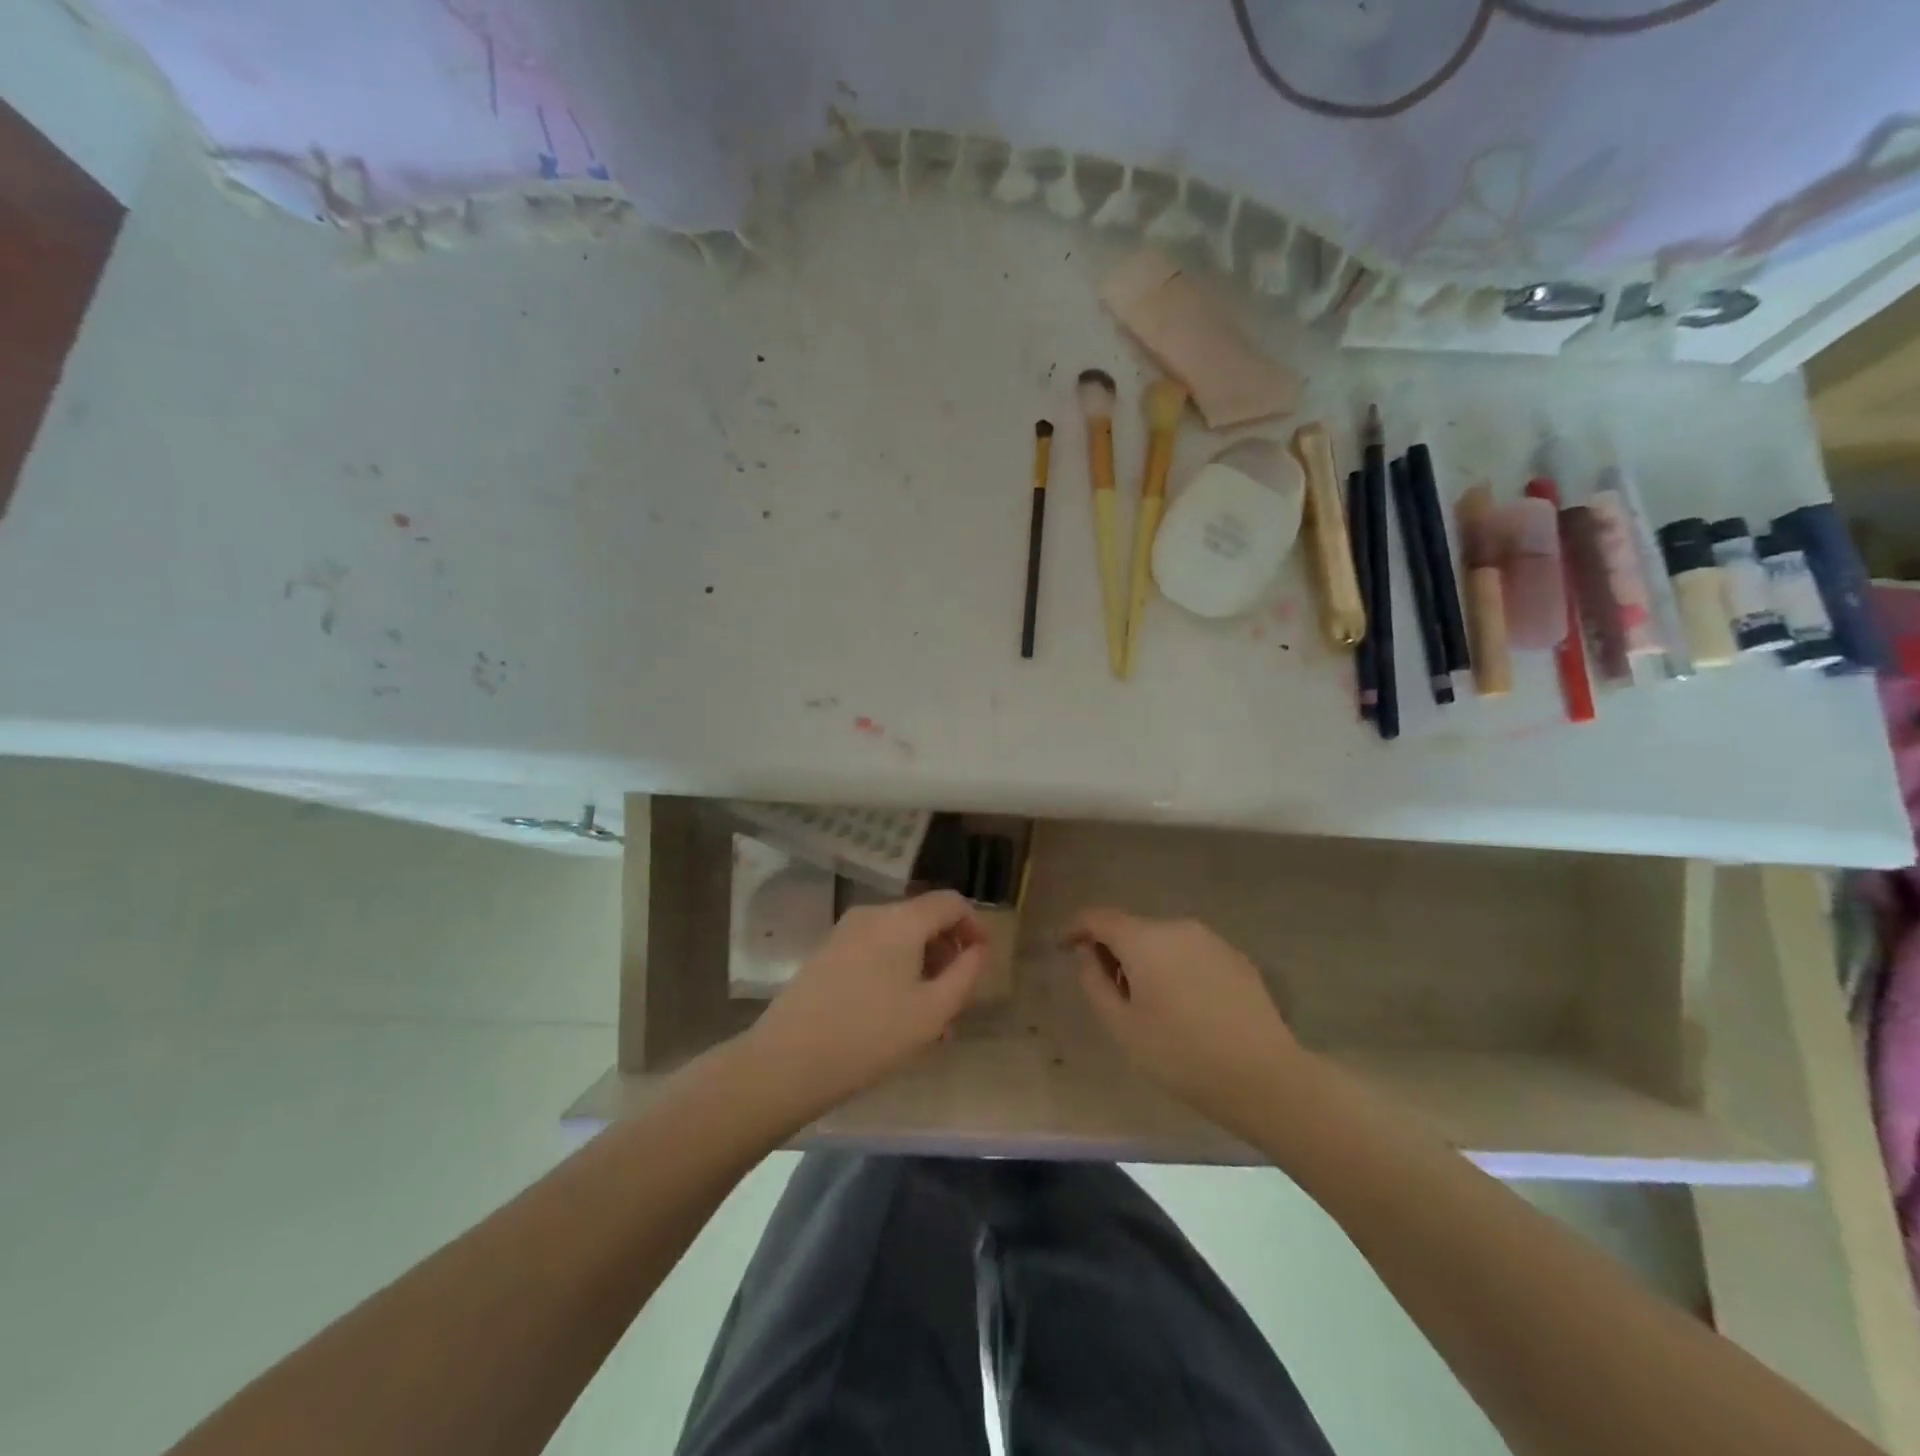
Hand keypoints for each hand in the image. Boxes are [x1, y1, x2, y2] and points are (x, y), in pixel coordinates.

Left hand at [747, 891, 988, 1118]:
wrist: (786, 1061)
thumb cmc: (869, 1036)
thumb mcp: (932, 1012)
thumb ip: (965, 975)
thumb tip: (979, 950)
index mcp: (901, 920)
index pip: (951, 901)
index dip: (974, 926)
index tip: (982, 962)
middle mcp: (872, 915)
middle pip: (923, 920)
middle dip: (946, 955)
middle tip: (954, 1003)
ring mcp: (845, 933)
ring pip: (899, 940)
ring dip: (921, 970)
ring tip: (926, 1022)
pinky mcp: (826, 953)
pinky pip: (874, 951)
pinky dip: (894, 972)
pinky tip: (892, 1018)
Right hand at [1068, 909, 1304, 1136]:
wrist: (1265, 1077)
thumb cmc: (1182, 1055)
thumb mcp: (1123, 1027)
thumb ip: (1095, 983)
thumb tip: (1088, 954)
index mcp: (1144, 940)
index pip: (1099, 918)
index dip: (1076, 928)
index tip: (1062, 946)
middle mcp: (1177, 928)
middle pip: (1133, 929)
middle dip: (1114, 951)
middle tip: (1109, 990)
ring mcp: (1211, 941)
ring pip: (1164, 941)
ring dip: (1147, 961)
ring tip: (1148, 1004)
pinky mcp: (1236, 959)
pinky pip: (1192, 954)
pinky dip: (1176, 969)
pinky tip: (1185, 1007)